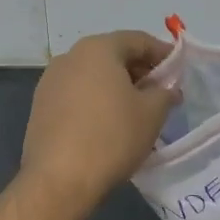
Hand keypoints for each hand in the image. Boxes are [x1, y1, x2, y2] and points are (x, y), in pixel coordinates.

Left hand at [21, 30, 177, 206]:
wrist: (59, 179)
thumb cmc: (112, 137)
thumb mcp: (152, 114)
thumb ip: (165, 93)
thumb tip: (167, 89)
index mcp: (97, 49)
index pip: (137, 40)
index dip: (162, 53)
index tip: (179, 70)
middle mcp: (69, 57)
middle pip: (112, 55)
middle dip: (139, 71)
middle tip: (160, 92)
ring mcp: (50, 82)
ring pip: (92, 76)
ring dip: (116, 87)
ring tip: (136, 110)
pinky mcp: (40, 107)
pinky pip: (76, 95)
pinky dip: (96, 101)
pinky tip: (108, 124)